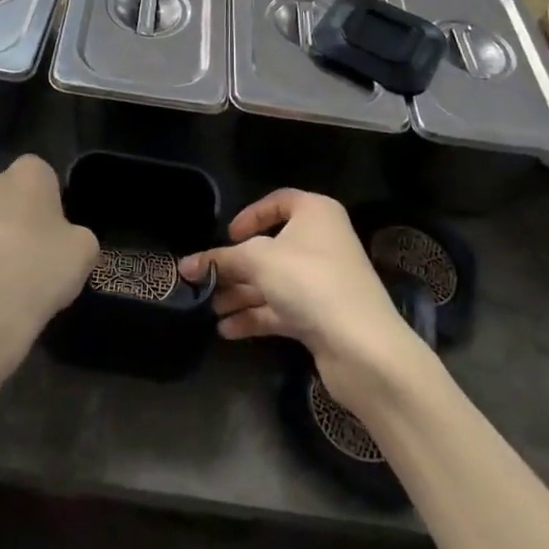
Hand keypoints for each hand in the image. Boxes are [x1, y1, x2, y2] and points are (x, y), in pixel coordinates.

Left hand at [0, 156, 97, 391]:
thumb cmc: (41, 265)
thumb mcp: (84, 251)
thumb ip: (77, 237)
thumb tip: (68, 241)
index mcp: (29, 173)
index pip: (42, 175)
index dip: (49, 202)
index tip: (56, 233)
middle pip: (5, 195)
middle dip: (13, 217)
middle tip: (31, 254)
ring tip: (6, 282)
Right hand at [179, 189, 423, 403]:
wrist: (363, 346)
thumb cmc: (309, 281)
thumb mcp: (257, 261)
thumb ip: (220, 260)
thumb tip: (185, 265)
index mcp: (315, 214)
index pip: (278, 202)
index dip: (250, 216)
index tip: (228, 236)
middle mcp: (322, 242)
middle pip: (270, 247)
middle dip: (235, 265)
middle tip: (204, 280)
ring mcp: (323, 281)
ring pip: (273, 281)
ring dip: (240, 294)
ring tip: (209, 308)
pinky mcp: (321, 316)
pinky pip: (281, 308)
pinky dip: (255, 316)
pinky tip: (227, 330)